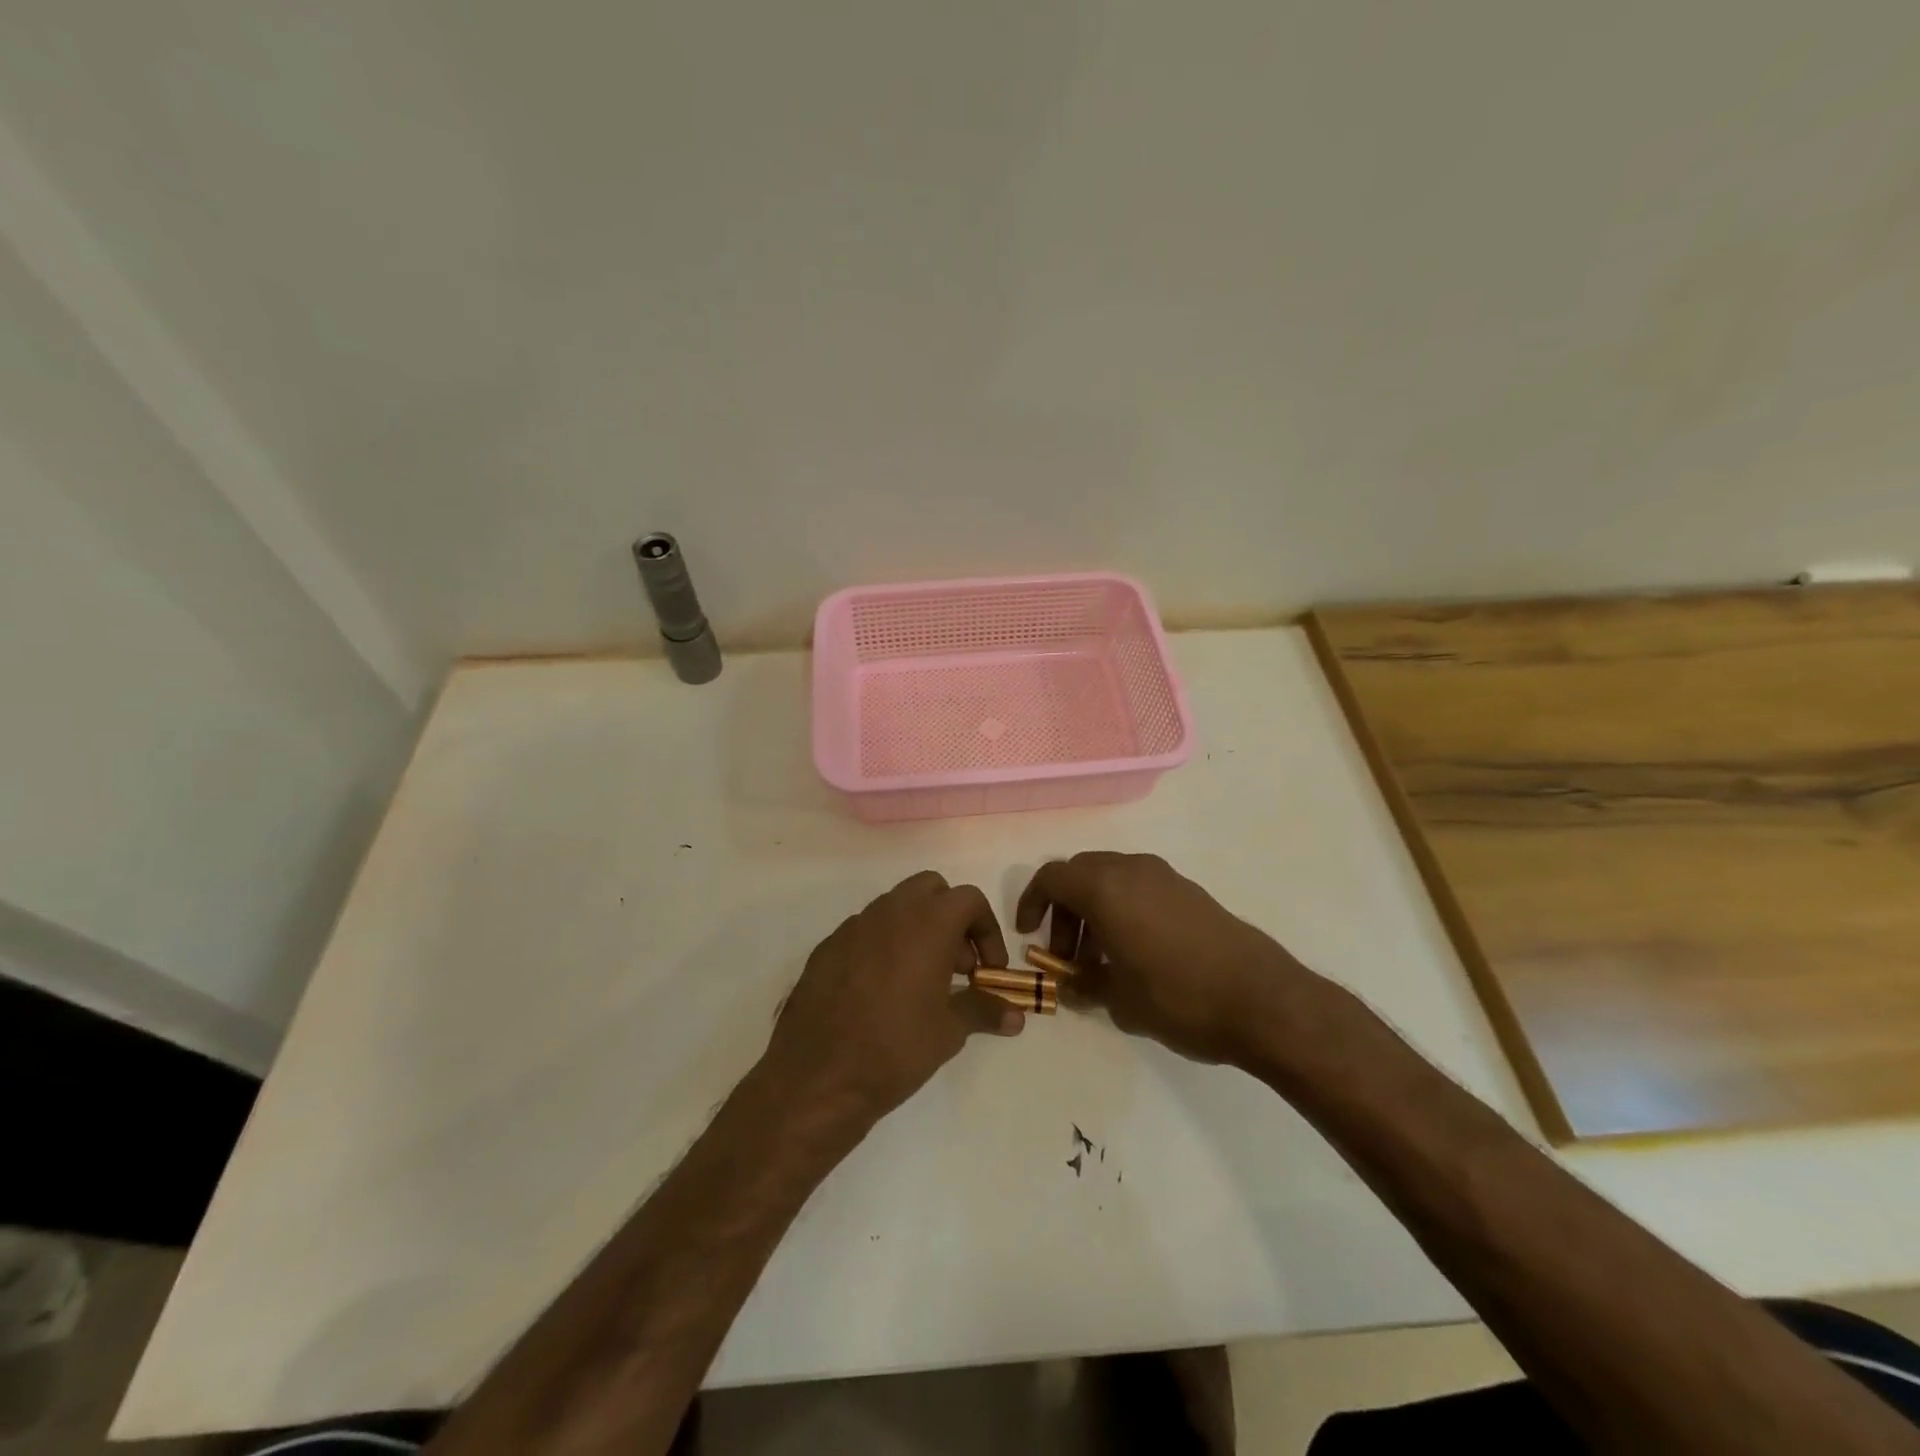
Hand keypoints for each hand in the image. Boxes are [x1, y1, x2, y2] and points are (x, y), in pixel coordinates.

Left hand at [763, 871, 1022, 1123]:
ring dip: (917, 930)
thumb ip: (984, 1011)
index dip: (987, 930)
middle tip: (956, 966)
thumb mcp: (949, 1031)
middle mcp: (889, 912)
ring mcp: (853, 926)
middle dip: (951, 918)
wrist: (817, 1076)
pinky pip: (865, 931)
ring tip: (921, 982)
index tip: (988, 969)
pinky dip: (883, 946)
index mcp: (927, 923)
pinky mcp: (826, 947)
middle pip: (931, 889)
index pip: (969, 899)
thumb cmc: (895, 1048)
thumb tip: (1016, 1016)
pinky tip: (881, 992)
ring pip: (895, 907)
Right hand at [1015, 852, 1303, 1064]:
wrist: (1263, 1000)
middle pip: (1081, 874)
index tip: (1029, 936)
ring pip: (1111, 880)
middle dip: (1064, 911)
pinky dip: (1123, 910)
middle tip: (1066, 955)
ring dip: (1094, 911)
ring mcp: (1165, 877)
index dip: (1031, 903)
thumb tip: (1072, 983)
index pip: (1051, 878)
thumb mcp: (1119, 1000)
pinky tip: (1135, 955)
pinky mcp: (1190, 891)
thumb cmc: (1178, 997)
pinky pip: (1140, 888)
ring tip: (1101, 962)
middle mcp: (1132, 870)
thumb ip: (1086, 984)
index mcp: (1105, 888)